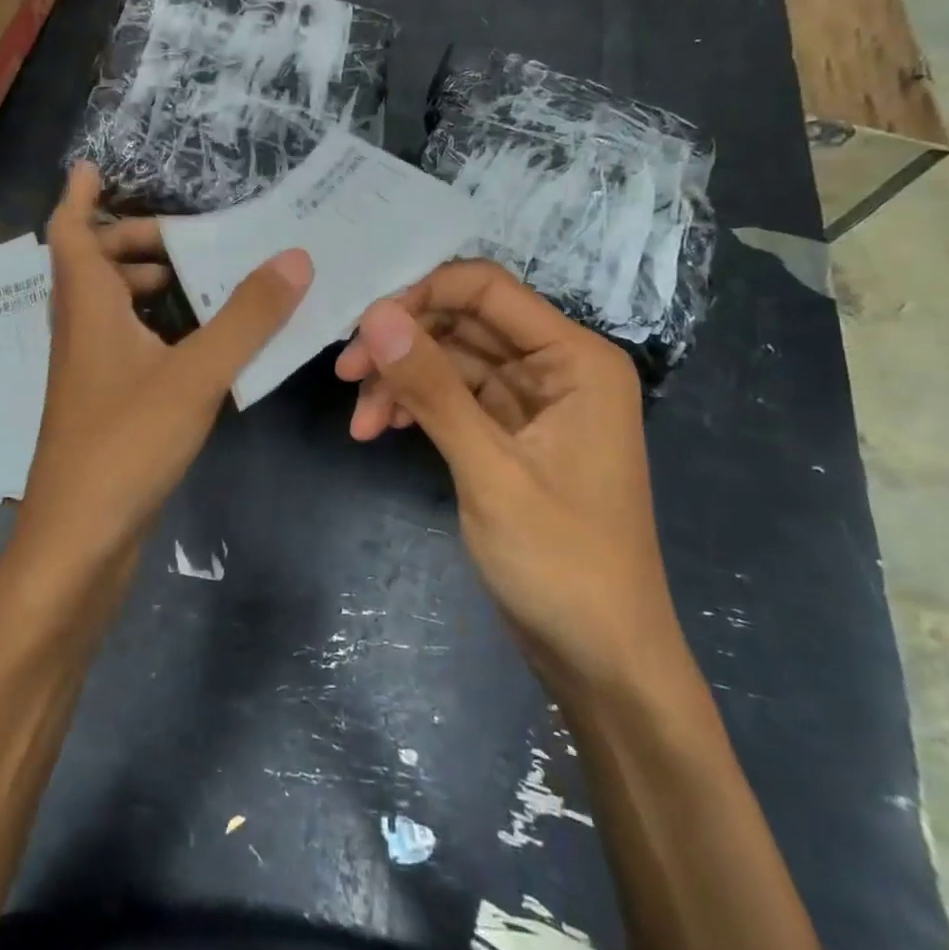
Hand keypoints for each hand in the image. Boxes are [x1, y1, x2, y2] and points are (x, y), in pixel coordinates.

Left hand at [20, 164, 311, 562]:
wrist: (79, 541)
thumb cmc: (125, 445)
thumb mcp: (194, 375)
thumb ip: (246, 318)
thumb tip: (294, 256)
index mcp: (87, 308)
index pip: (68, 231)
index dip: (79, 195)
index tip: (96, 166)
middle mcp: (80, 332)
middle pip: (91, 266)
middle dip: (130, 240)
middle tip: (183, 234)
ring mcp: (90, 372)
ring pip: (108, 307)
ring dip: (142, 283)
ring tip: (196, 277)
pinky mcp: (104, 405)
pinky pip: (126, 344)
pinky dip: (154, 326)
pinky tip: (196, 342)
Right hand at [334, 260, 683, 689]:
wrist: (601, 660)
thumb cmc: (561, 563)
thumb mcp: (490, 471)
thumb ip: (433, 389)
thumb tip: (376, 315)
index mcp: (575, 359)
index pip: (487, 289)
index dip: (421, 296)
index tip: (364, 332)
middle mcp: (556, 368)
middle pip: (463, 323)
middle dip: (403, 345)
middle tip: (347, 376)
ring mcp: (531, 403)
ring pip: (450, 362)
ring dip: (402, 383)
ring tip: (361, 425)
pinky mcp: (509, 435)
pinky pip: (454, 399)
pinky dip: (417, 409)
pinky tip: (383, 431)